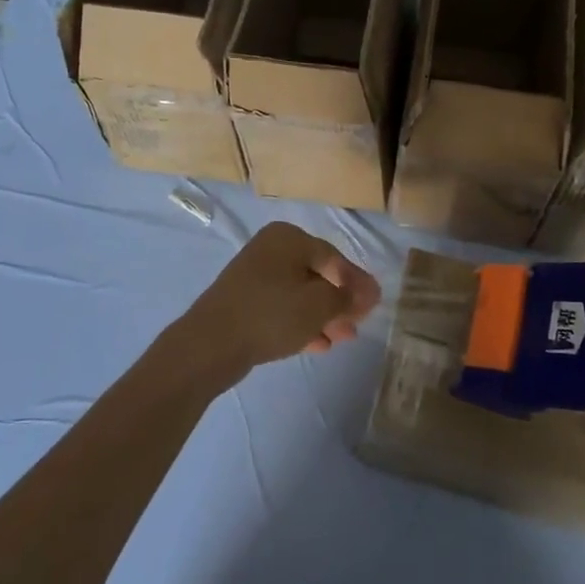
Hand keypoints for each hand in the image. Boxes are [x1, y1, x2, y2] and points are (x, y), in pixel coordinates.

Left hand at [171, 222, 380, 377]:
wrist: (210, 344)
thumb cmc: (271, 314)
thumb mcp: (319, 305)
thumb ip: (348, 297)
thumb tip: (371, 292)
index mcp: (288, 238)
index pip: (334, 258)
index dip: (356, 283)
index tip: (374, 306)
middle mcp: (270, 250)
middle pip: (317, 275)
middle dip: (340, 302)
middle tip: (358, 324)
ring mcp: (255, 277)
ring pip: (300, 295)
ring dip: (324, 316)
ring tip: (343, 338)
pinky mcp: (245, 303)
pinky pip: (282, 309)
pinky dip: (302, 323)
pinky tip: (320, 345)